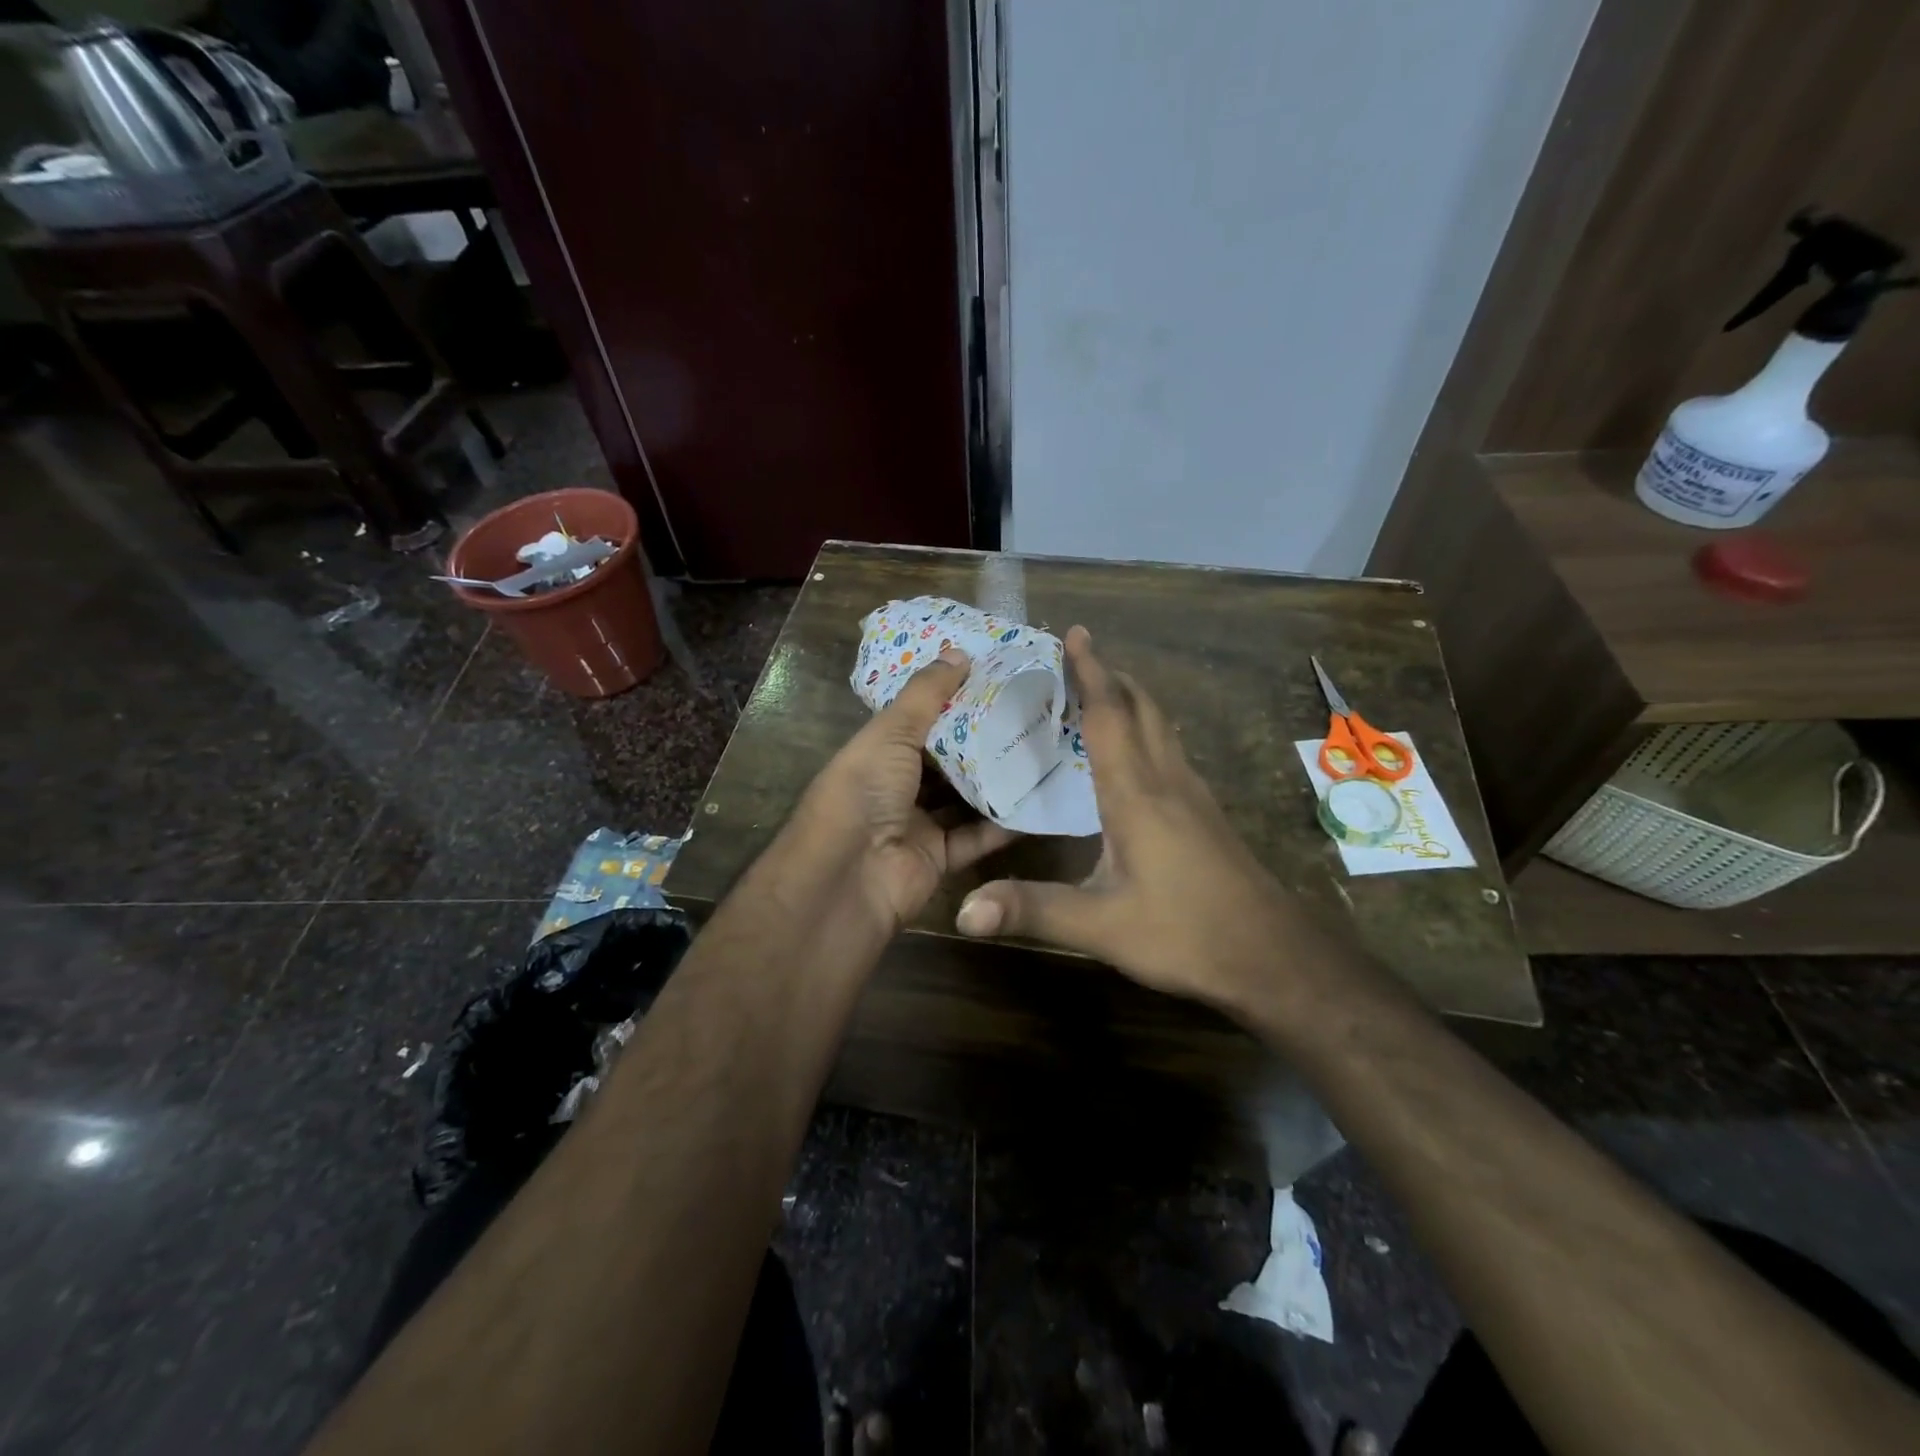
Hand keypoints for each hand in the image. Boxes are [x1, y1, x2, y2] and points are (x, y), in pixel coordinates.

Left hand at [799, 648, 1016, 930]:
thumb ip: (926, 694)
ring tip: (1041, 750)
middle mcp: (896, 785)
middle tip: (1030, 712)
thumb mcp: (890, 733)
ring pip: (964, 797)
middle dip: (983, 739)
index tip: (995, 677)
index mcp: (877, 752)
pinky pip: (976, 836)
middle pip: (946, 759)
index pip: (919, 719)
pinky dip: (1003, 823)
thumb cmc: (863, 792)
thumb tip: (959, 652)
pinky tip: (1038, 800)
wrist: (847, 878)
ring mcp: (917, 824)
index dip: (952, 698)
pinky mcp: (939, 858)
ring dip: (997, 779)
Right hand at [954, 627, 1316, 1017]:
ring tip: (1104, 689)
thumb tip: (963, 912)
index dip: (1090, 671)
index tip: (1075, 633)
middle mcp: (1168, 781)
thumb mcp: (1101, 925)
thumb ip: (1032, 910)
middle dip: (1112, 674)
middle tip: (1081, 653)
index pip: (1109, 715)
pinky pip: (1172, 751)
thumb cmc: (1186, 934)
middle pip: (1141, 708)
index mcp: (1136, 794)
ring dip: (1133, 698)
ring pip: (1162, 726)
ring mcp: (1195, 796)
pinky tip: (1138, 753)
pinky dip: (1148, 729)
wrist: (1274, 958)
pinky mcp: (1208, 814)